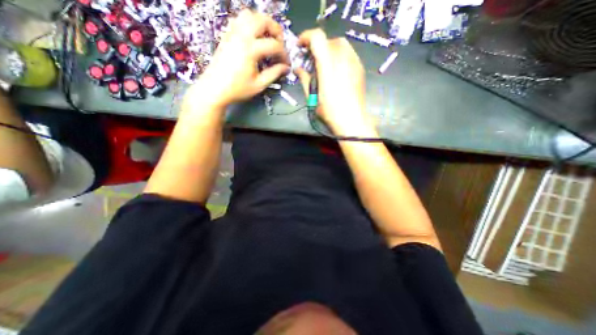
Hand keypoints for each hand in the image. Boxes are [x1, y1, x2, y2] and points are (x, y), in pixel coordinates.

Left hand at [186, 10, 289, 110]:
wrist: (214, 89)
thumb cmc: (237, 89)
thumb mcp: (259, 85)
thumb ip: (274, 73)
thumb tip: (285, 68)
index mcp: (251, 49)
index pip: (274, 45)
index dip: (284, 54)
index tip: (286, 64)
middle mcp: (241, 36)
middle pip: (262, 20)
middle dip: (276, 30)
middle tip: (280, 44)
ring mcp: (232, 33)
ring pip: (249, 15)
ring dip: (262, 23)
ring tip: (267, 37)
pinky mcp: (227, 36)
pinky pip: (239, 20)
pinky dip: (249, 24)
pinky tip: (253, 37)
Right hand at [295, 29, 370, 134]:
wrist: (352, 120)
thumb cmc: (330, 112)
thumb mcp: (313, 98)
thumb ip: (304, 79)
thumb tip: (298, 69)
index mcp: (328, 66)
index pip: (317, 38)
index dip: (307, 37)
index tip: (301, 46)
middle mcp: (342, 59)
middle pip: (329, 40)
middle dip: (318, 45)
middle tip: (312, 58)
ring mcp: (354, 63)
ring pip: (341, 44)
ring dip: (329, 49)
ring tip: (324, 63)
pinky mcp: (360, 69)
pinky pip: (349, 53)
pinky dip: (340, 55)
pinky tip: (336, 69)